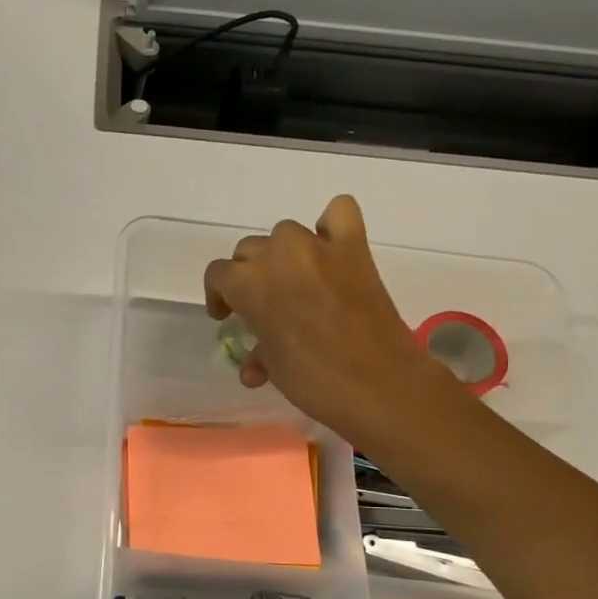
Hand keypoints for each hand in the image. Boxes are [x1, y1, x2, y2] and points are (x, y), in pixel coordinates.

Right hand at [204, 195, 462, 445]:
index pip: (218, 274)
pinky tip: (328, 250)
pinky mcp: (355, 248)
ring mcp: (320, 248)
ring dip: (282, 254)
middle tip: (261, 305)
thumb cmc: (314, 382)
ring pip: (285, 233)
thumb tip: (255, 364)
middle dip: (248, 276)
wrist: (379, 385)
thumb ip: (258, 352)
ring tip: (294, 282)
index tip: (227, 317)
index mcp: (250, 285)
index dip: (218, 296)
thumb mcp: (274, 368)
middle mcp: (280, 256)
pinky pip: (338, 213)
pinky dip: (329, 227)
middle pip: (249, 251)